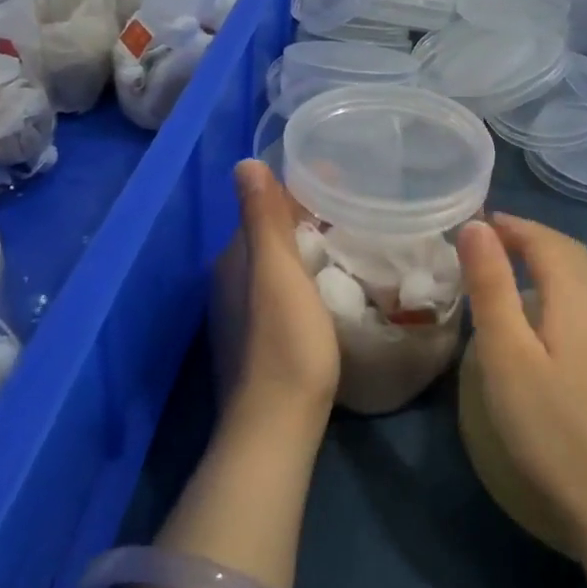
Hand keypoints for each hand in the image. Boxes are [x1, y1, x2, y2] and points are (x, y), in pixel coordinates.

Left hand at [227, 160, 339, 425]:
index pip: (265, 207)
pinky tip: (333, 283)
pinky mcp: (258, 340)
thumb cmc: (285, 342)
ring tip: (352, 239)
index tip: (343, 180)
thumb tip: (245, 163)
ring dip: (308, 246)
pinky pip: (283, 290)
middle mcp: (230, 281)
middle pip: (271, 234)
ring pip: (277, 263)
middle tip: (357, 208)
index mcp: (233, 259)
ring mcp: (241, 314)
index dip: (302, 189)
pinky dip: (306, 276)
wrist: (276, 424)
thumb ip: (263, 219)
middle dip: (308, 216)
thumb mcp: (277, 272)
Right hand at [458, 215, 586, 556]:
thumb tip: (475, 226)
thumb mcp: (507, 353)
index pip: (545, 238)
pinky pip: (585, 301)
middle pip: (568, 252)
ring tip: (506, 270)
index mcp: (578, 294)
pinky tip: (539, 316)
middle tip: (486, 240)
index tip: (474, 223)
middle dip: (528, 237)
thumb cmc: (552, 426)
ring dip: (545, 261)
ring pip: (581, 277)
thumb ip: (491, 286)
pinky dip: (558, 287)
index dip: (511, 225)